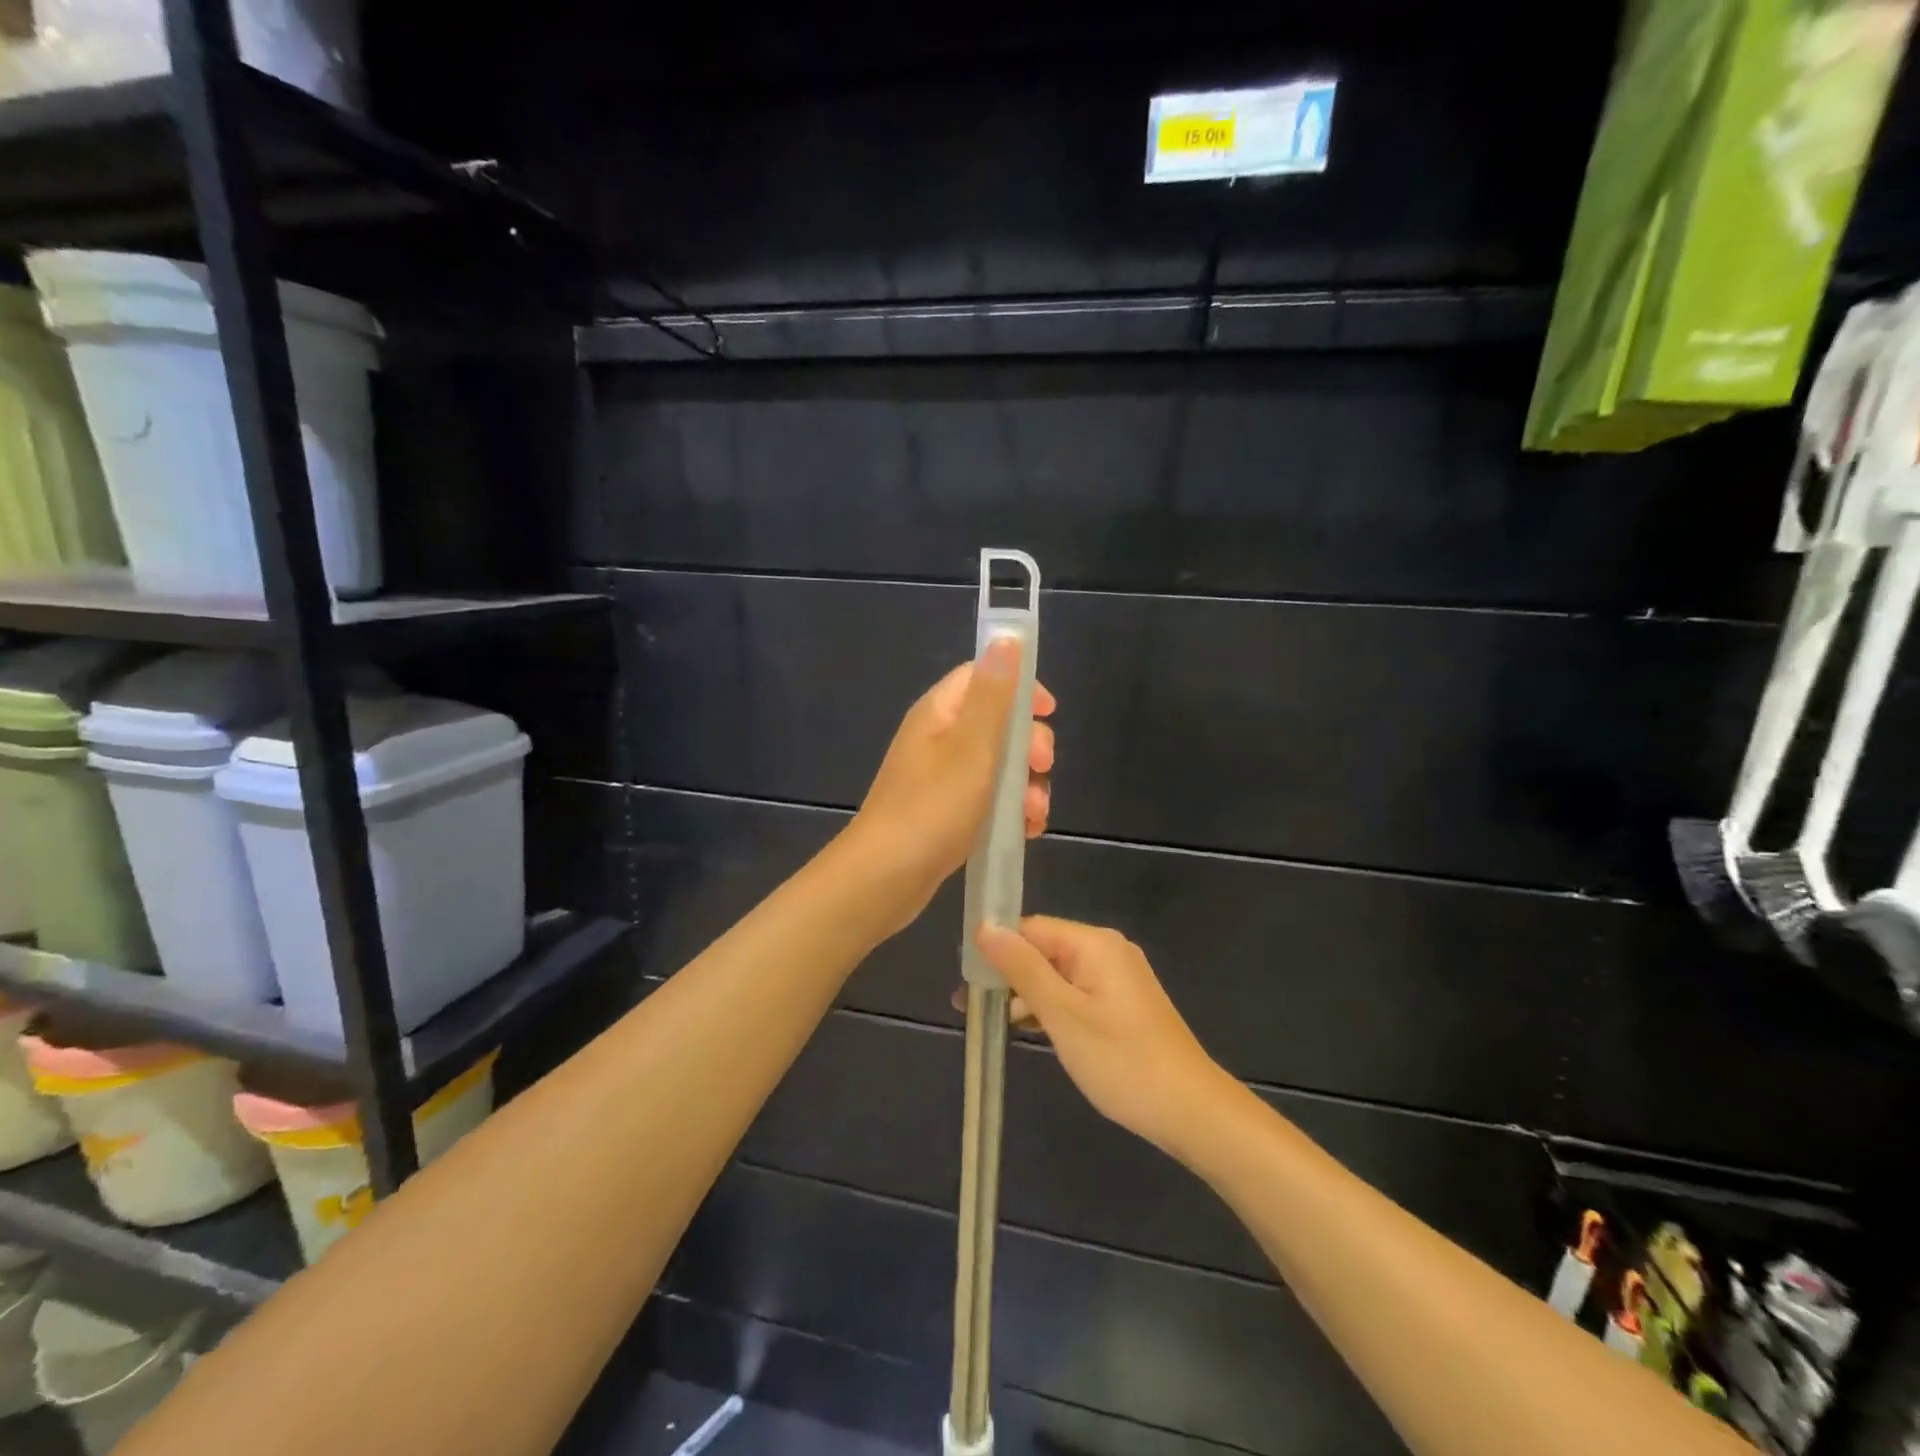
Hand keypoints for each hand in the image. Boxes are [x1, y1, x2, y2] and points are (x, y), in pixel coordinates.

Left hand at [849, 636, 1055, 927]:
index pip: (984, 676)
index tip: (1049, 712)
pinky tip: (1025, 831)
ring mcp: (940, 777)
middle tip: (1042, 767)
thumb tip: (1006, 635)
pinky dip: (1010, 810)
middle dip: (1029, 744)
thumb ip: (994, 692)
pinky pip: (987, 798)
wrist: (885, 877)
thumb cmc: (932, 806)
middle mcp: (938, 738)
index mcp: (940, 712)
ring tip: (1036, 813)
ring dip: (1026, 784)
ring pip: (998, 765)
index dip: (1021, 688)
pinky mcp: (945, 811)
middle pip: (997, 723)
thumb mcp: (972, 745)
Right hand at [976, 917, 1233, 1159]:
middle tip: (969, 1007)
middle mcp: (1107, 950)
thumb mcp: (1062, 1014)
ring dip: (1025, 994)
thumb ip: (1022, 969)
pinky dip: (1051, 1007)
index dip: (996, 948)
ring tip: (988, 1023)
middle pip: (1043, 949)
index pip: (1031, 928)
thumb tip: (984, 927)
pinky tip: (1028, 1029)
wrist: (1191, 1112)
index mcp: (1094, 943)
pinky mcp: (1123, 1004)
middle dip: (1007, 974)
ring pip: (1058, 974)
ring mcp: (1118, 978)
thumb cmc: (1121, 1061)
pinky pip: (1076, 992)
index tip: (964, 979)